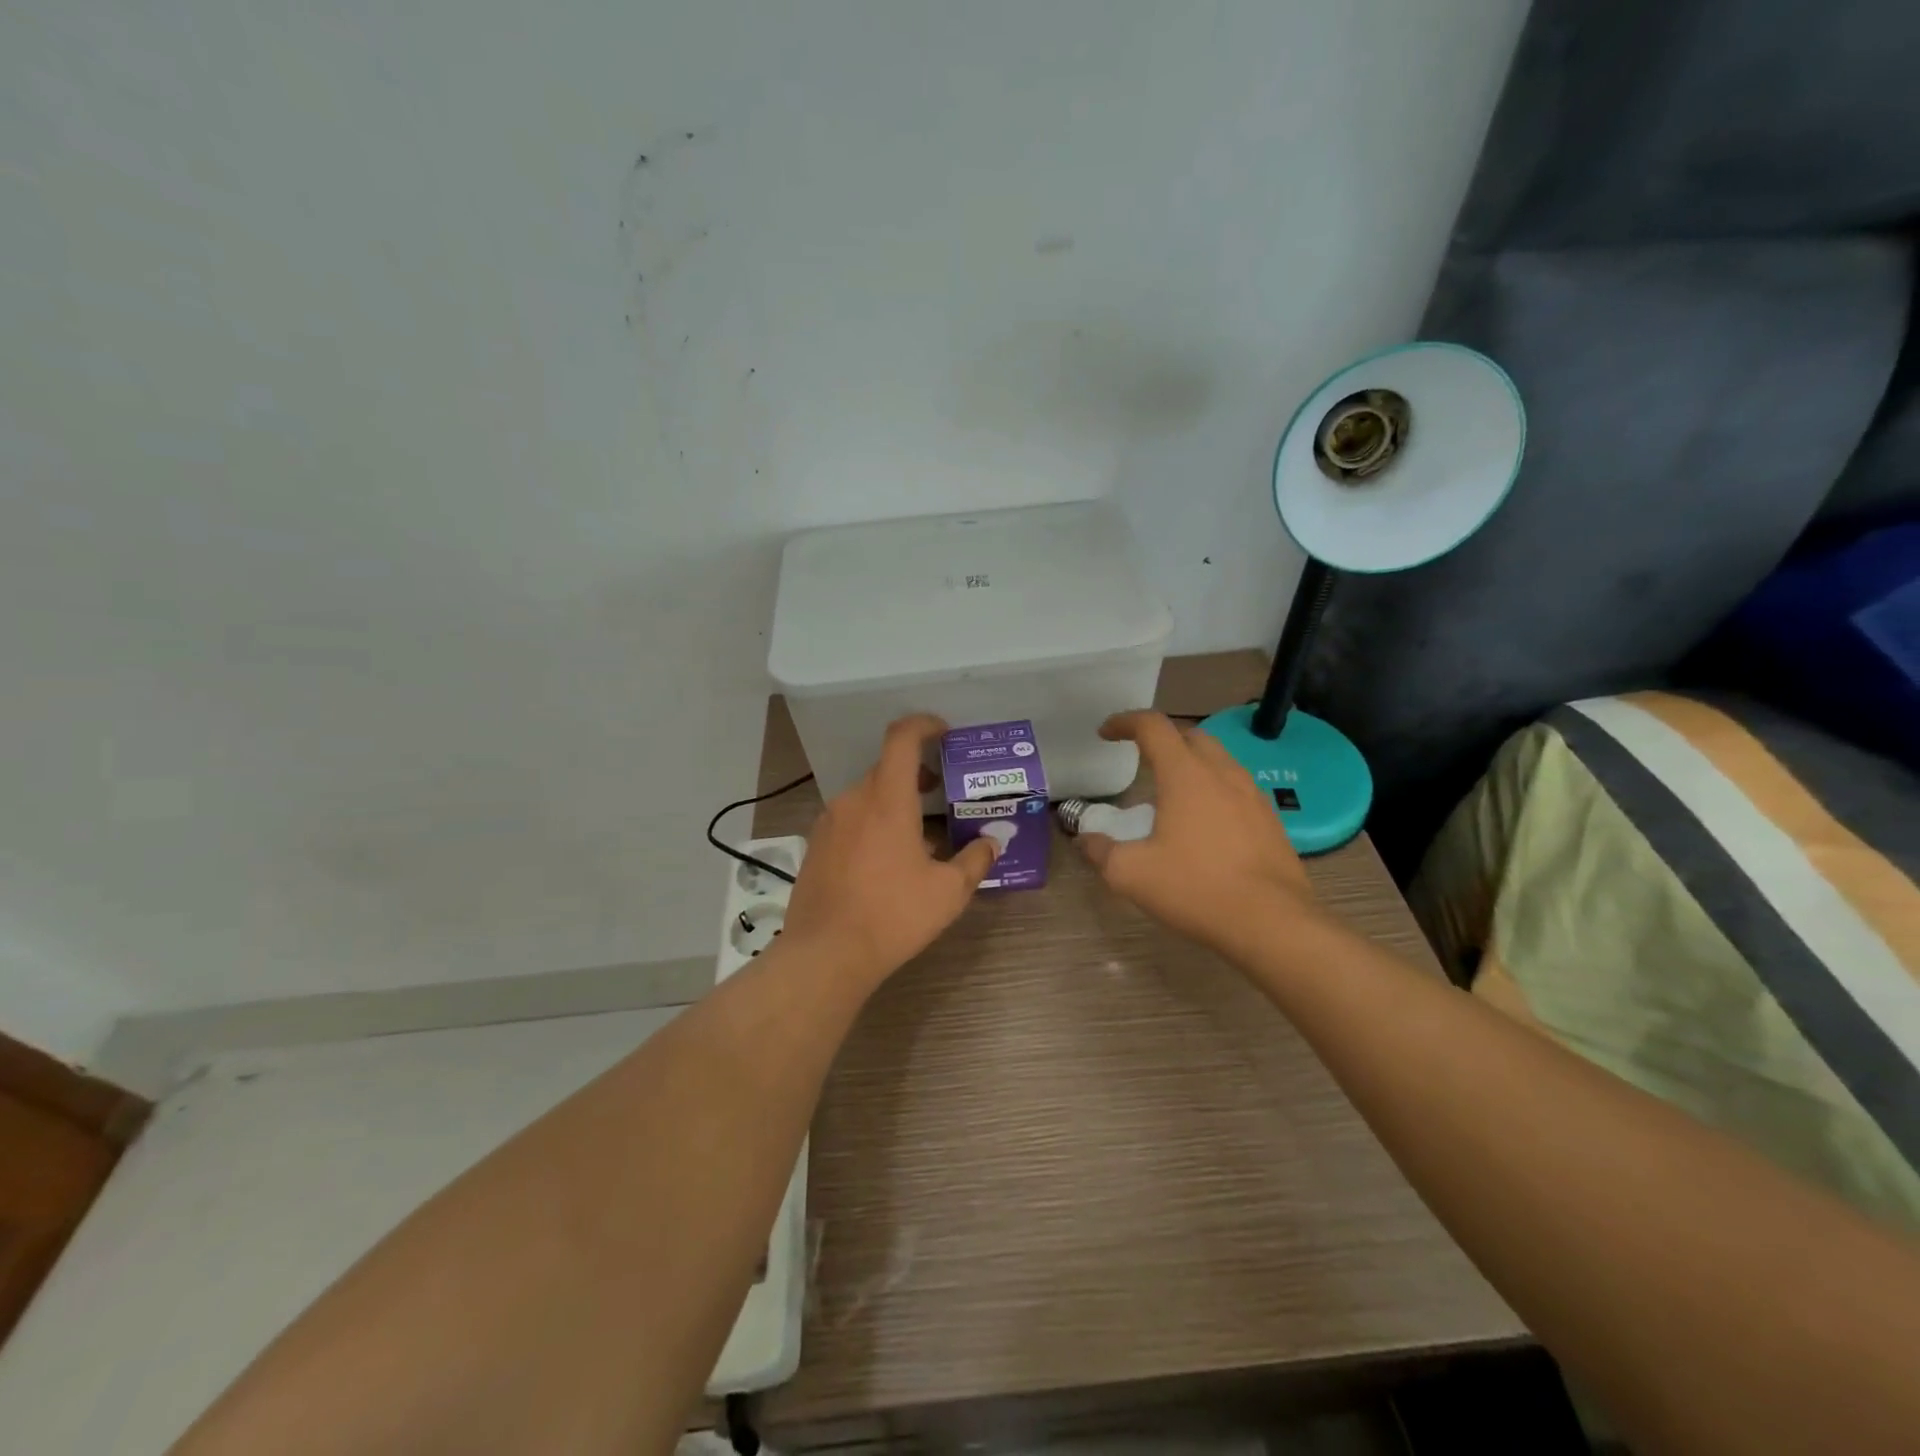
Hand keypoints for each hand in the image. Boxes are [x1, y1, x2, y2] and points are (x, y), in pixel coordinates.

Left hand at [784, 714, 998, 984]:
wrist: (826, 954)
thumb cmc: (893, 915)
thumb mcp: (948, 891)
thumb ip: (976, 859)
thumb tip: (994, 840)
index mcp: (887, 799)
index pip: (902, 738)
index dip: (924, 725)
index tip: (944, 733)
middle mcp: (854, 800)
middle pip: (887, 768)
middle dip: (916, 772)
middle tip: (941, 790)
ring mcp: (829, 822)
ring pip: (867, 796)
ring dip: (894, 801)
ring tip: (919, 835)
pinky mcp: (815, 845)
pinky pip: (850, 819)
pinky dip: (872, 823)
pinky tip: (887, 861)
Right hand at [1078, 711, 1319, 959]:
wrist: (1273, 923)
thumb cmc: (1196, 889)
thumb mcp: (1131, 874)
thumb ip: (1101, 852)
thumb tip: (1086, 840)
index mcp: (1185, 775)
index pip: (1153, 726)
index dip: (1125, 722)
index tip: (1106, 733)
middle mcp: (1222, 773)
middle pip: (1190, 735)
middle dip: (1161, 739)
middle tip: (1140, 759)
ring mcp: (1252, 795)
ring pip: (1218, 760)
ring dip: (1191, 763)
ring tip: (1171, 793)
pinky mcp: (1270, 820)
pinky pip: (1236, 788)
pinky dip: (1213, 789)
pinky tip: (1205, 824)